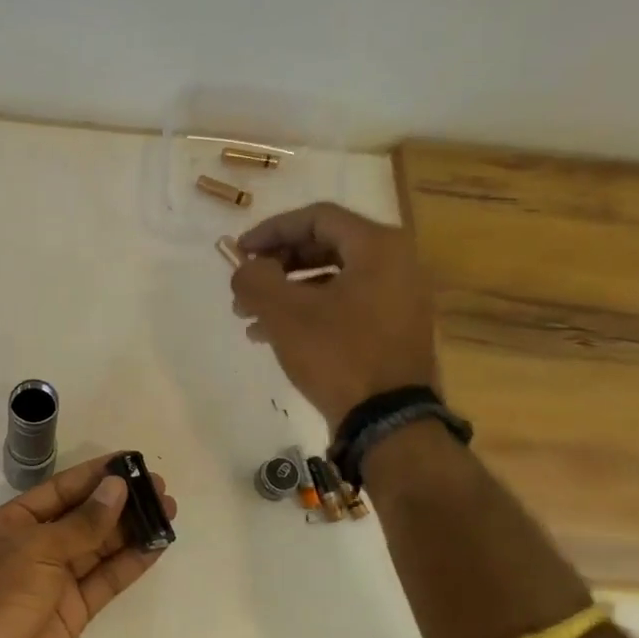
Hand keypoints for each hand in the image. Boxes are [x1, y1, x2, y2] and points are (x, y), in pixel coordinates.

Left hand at [0, 455, 176, 637]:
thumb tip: (118, 488)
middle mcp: (34, 547)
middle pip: (83, 517)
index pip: (59, 490)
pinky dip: (131, 563)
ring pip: (99, 547)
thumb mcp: (39, 547)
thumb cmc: (1, 595)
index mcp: (12, 524)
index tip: (130, 461)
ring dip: (131, 529)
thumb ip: (84, 521)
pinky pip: (106, 579)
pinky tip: (157, 545)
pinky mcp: (75, 610)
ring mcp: (55, 580)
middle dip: (119, 501)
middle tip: (158, 486)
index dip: (94, 475)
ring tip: (167, 509)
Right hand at [230, 202, 437, 428]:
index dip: (271, 230)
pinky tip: (274, 336)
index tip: (239, 251)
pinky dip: (309, 313)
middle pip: (325, 247)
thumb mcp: (285, 314)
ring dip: (287, 293)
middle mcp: (396, 264)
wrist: (387, 420)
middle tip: (244, 286)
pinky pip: (345, 307)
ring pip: (332, 281)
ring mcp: (399, 299)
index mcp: (378, 246)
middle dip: (277, 266)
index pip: (317, 218)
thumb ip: (255, 280)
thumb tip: (246, 269)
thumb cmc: (337, 355)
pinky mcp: (393, 331)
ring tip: (249, 318)